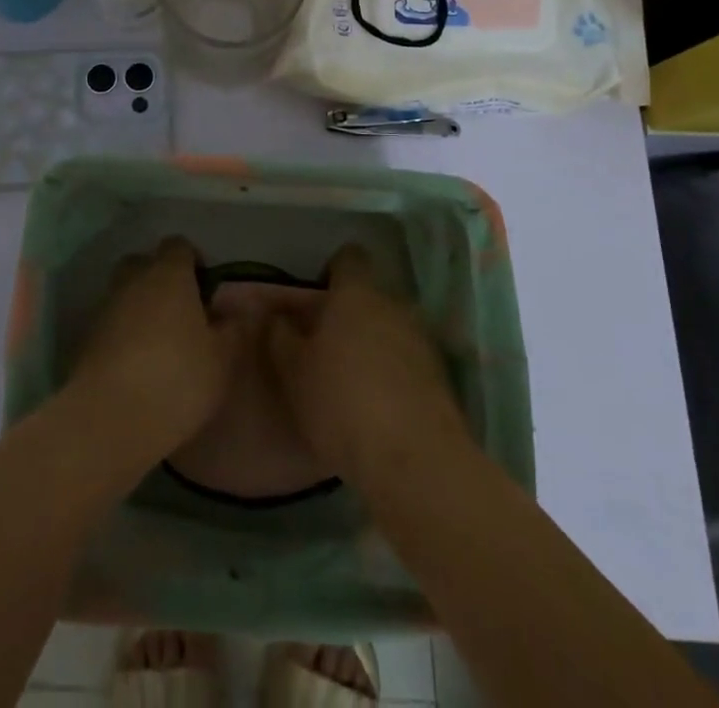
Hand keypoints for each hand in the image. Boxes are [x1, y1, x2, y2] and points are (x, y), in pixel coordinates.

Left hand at [66, 237, 250, 466]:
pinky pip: (111, 322)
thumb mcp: (221, 359)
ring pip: (125, 292)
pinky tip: (137, 364)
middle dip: (161, 279)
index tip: (205, 291)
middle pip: (145, 263)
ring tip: (160, 343)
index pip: (178, 245)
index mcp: (168, 273)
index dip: (193, 262)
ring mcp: (105, 307)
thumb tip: (231, 311)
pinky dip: (123, 333)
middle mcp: (133, 279)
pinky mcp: (85, 337)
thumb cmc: (176, 379)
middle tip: (181, 314)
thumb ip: (231, 329)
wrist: (108, 418)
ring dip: (140, 307)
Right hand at [266, 245, 471, 489]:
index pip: (349, 258)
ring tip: (352, 383)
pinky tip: (378, 409)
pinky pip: (409, 363)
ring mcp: (423, 341)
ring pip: (391, 330)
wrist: (415, 461)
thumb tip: (276, 315)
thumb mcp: (293, 372)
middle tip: (326, 347)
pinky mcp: (441, 378)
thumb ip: (280, 336)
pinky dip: (394, 376)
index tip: (316, 299)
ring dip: (374, 346)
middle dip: (351, 316)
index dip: (332, 272)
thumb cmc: (342, 403)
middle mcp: (394, 306)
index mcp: (356, 294)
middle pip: (370, 297)